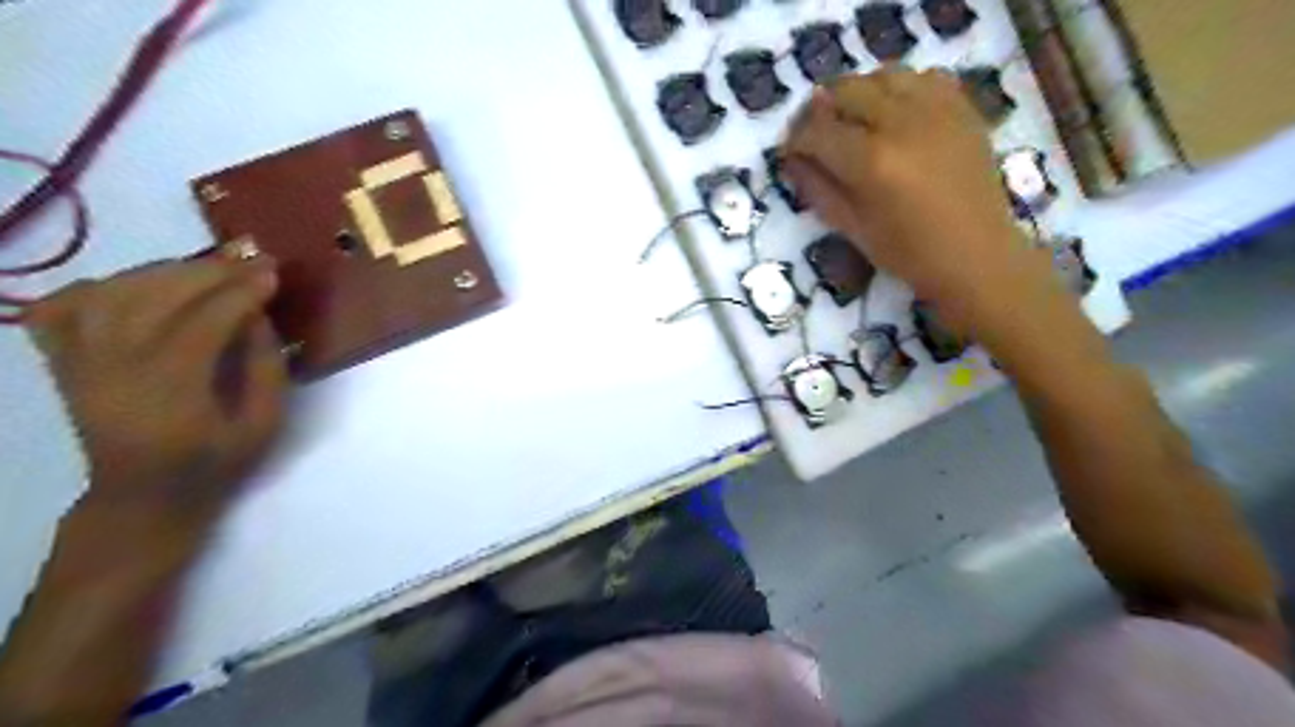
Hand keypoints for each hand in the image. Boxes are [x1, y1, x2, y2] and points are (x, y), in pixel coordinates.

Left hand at [22, 254, 286, 533]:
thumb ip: (267, 368)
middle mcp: (114, 367)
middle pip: (155, 297)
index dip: (241, 292)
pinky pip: (62, 307)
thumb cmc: (214, 462)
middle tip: (248, 260)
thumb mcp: (264, 424)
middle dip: (208, 272)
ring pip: (111, 293)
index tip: (271, 272)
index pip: (204, 321)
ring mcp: (80, 362)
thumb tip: (258, 316)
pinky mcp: (63, 362)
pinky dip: (96, 287)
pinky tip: (135, 286)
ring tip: (206, 269)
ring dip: (163, 271)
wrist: (144, 495)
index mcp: (170, 389)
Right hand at [778, 64, 1051, 332]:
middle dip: (820, 110)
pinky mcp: (961, 108)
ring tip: (854, 121)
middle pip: (846, 90)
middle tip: (815, 133)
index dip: (795, 139)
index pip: (816, 130)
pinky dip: (899, 89)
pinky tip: (895, 115)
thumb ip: (817, 187)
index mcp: (871, 161)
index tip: (790, 151)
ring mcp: (936, 110)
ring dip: (858, 94)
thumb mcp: (851, 228)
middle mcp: (901, 123)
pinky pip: (922, 77)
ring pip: (882, 75)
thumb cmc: (908, 253)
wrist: (976, 255)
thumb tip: (792, 159)